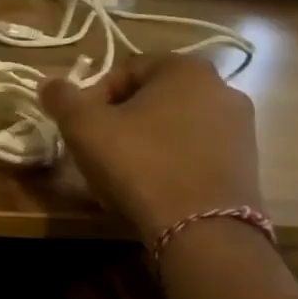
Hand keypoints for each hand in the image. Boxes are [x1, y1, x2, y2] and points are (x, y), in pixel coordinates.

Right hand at [40, 53, 261, 244]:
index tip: (81, 127)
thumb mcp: (84, 127)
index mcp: (186, 68)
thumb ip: (62, 98)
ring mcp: (241, 127)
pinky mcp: (247, 163)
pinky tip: (154, 187)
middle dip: (121, 118)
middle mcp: (223, 87)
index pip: (125, 69)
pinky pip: (196, 150)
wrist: (203, 230)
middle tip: (98, 148)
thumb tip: (50, 84)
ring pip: (174, 124)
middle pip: (152, 96)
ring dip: (145, 140)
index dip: (94, 96)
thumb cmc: (140, 164)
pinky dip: (171, 161)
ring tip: (124, 172)